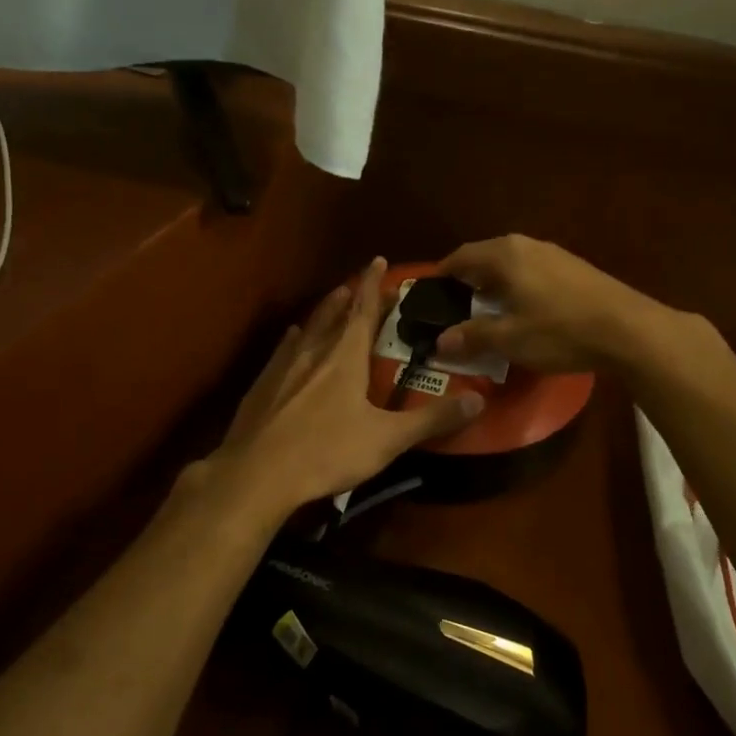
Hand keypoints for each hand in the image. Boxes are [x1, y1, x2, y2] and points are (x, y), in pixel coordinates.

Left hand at [213, 259, 483, 512]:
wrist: (257, 474)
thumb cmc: (327, 452)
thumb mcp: (387, 440)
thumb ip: (431, 420)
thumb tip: (478, 400)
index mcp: (344, 358)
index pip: (363, 311)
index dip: (373, 285)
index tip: (378, 260)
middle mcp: (313, 353)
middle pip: (333, 315)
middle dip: (349, 297)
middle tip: (357, 284)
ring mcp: (282, 368)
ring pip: (306, 330)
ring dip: (322, 313)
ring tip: (330, 302)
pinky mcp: (261, 387)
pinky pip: (282, 352)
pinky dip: (293, 340)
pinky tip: (291, 340)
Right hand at [436, 235, 697, 374]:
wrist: (628, 329)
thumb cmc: (560, 331)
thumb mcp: (511, 339)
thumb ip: (473, 336)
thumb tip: (441, 341)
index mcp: (505, 255)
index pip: (462, 256)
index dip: (444, 273)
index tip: (432, 290)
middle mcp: (527, 245)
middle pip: (486, 255)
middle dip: (469, 277)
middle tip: (456, 301)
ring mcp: (555, 253)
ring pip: (512, 262)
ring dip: (495, 281)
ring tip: (487, 306)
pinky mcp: (575, 267)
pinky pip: (532, 269)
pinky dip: (517, 284)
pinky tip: (524, 307)